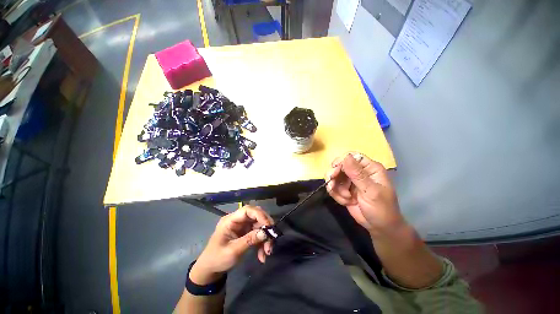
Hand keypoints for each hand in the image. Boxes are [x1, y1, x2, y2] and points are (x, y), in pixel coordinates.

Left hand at [190, 206, 273, 284]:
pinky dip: (262, 243)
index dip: (260, 215)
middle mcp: (238, 220)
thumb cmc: (217, 259)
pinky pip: (258, 234)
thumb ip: (249, 240)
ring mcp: (243, 226)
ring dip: (265, 238)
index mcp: (231, 220)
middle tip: (272, 239)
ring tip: (267, 252)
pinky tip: (262, 255)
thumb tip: (266, 232)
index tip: (269, 226)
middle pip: (256, 217)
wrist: (210, 270)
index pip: (248, 210)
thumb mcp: (233, 251)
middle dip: (265, 228)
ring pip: (259, 226)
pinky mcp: (246, 233)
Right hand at [325, 153, 405, 235]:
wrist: (380, 228)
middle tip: (332, 185)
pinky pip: (333, 187)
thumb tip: (346, 156)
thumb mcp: (371, 191)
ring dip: (336, 188)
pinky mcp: (344, 189)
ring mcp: (350, 181)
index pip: (351, 156)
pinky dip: (336, 195)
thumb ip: (357, 174)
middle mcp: (358, 172)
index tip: (335, 170)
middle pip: (339, 165)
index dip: (341, 161)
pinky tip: (345, 202)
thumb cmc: (382, 209)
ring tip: (346, 198)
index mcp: (369, 168)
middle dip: (335, 175)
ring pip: (334, 176)